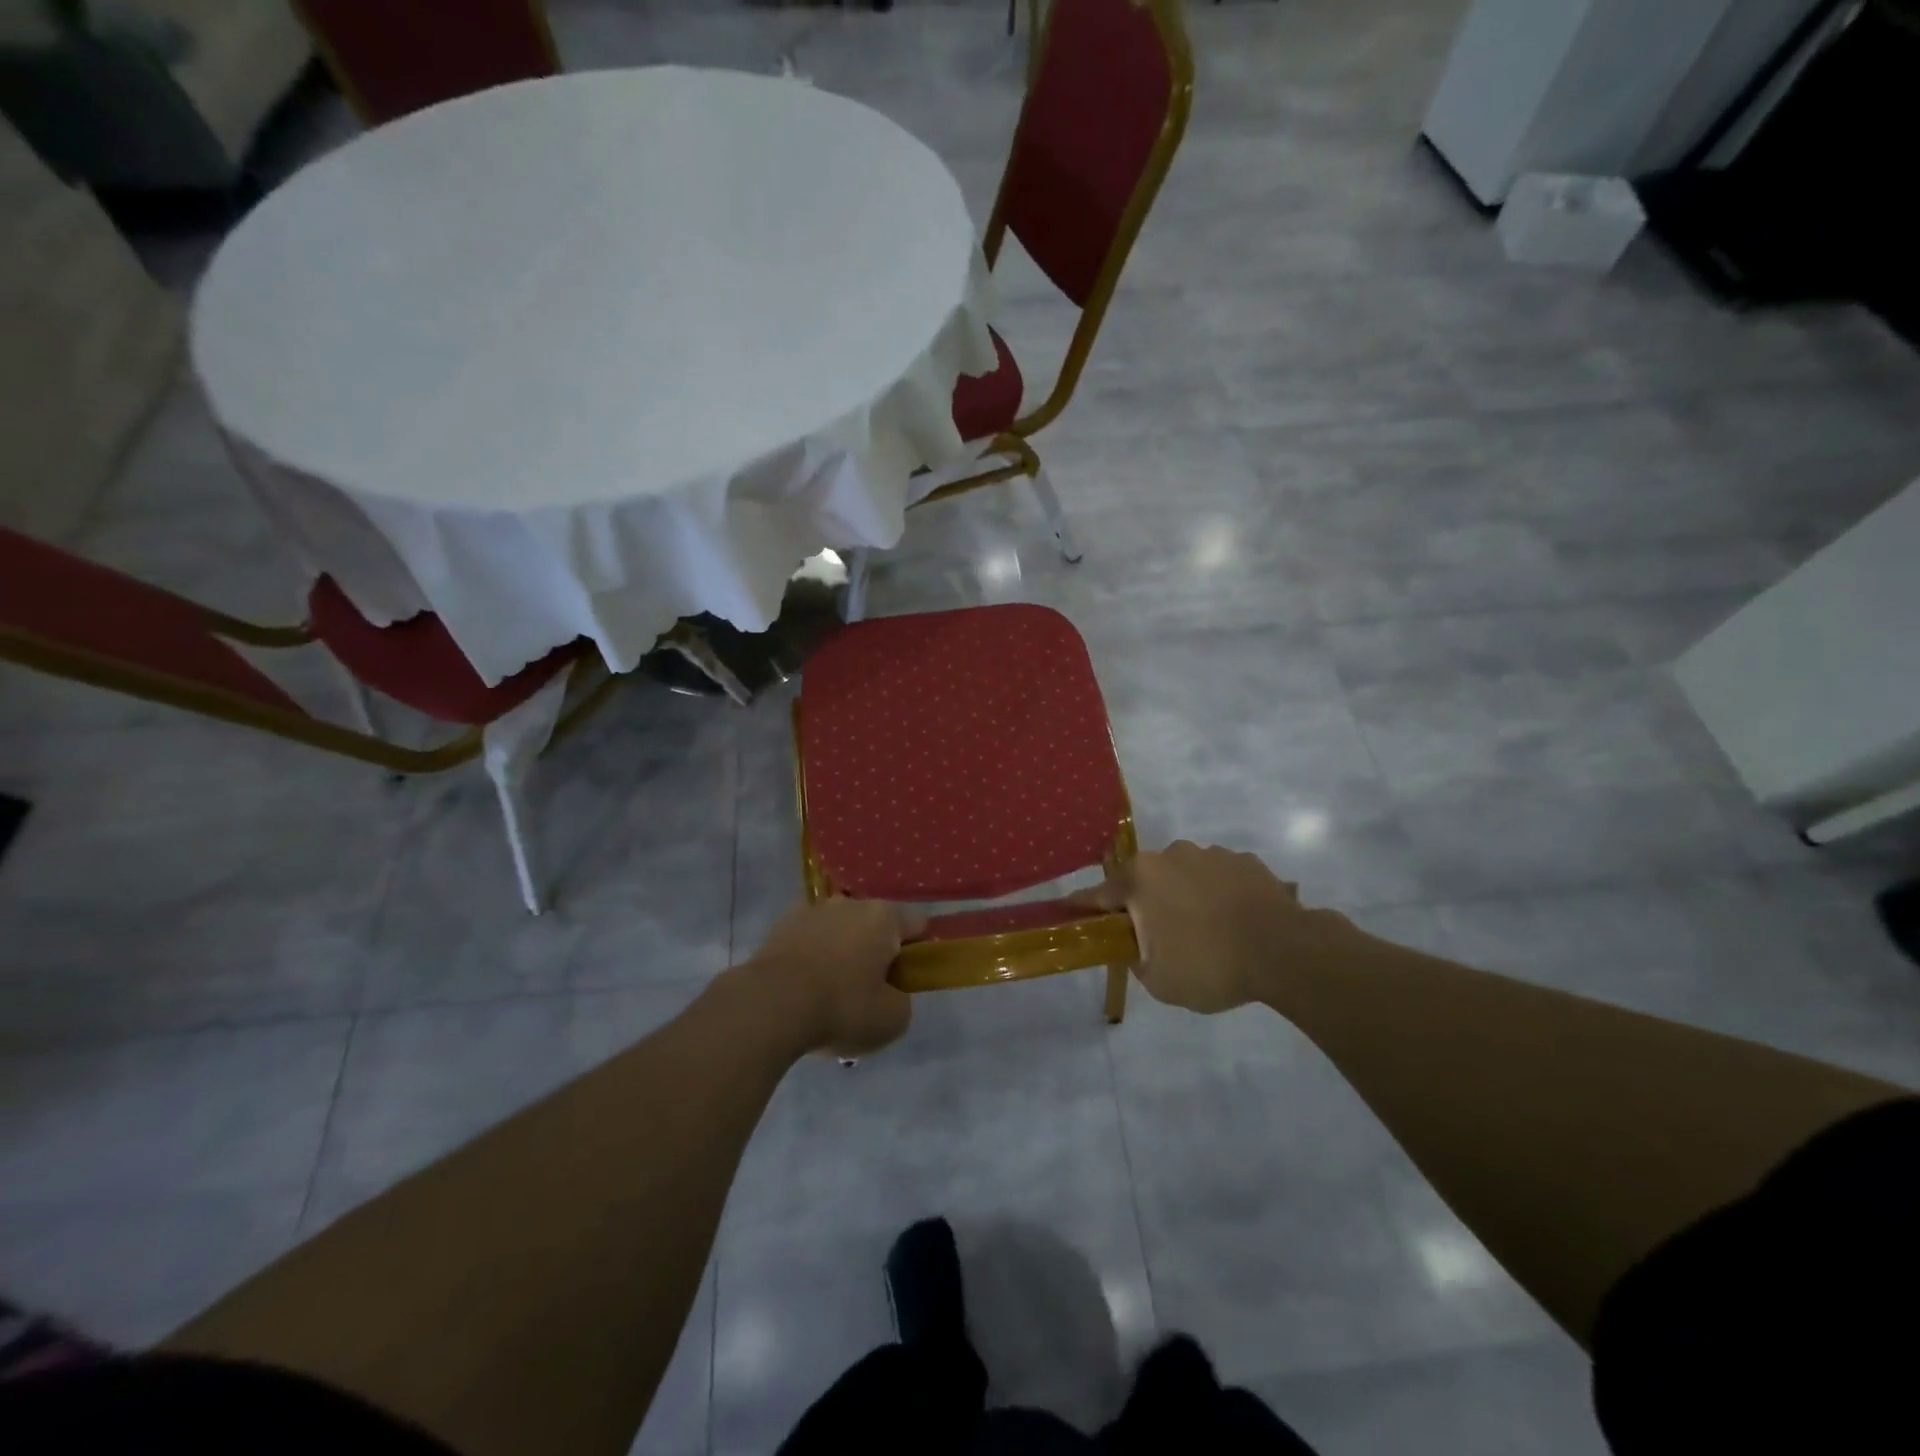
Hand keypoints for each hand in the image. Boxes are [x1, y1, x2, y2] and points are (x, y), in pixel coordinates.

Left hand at [740, 897, 922, 1057]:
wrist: (770, 1005)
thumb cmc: (841, 1007)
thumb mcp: (892, 1020)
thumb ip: (902, 1002)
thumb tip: (892, 995)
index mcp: (884, 917)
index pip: (917, 924)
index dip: (918, 951)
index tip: (906, 979)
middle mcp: (850, 903)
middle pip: (874, 925)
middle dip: (875, 951)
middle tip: (868, 991)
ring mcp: (812, 910)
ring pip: (838, 930)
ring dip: (840, 952)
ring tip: (828, 993)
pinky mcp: (780, 925)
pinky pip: (807, 939)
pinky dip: (809, 956)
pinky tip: (802, 989)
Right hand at [1072, 841, 1360, 1015]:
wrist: (1286, 952)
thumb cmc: (1210, 965)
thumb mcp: (1158, 979)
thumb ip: (1135, 957)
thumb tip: (1136, 944)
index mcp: (1141, 878)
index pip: (1099, 894)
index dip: (1084, 908)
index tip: (1072, 913)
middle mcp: (1170, 855)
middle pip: (1144, 881)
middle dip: (1145, 905)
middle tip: (1159, 939)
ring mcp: (1211, 854)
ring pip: (1183, 877)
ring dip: (1184, 898)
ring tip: (1206, 933)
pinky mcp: (1245, 861)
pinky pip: (1218, 878)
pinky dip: (1217, 895)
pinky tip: (1233, 922)